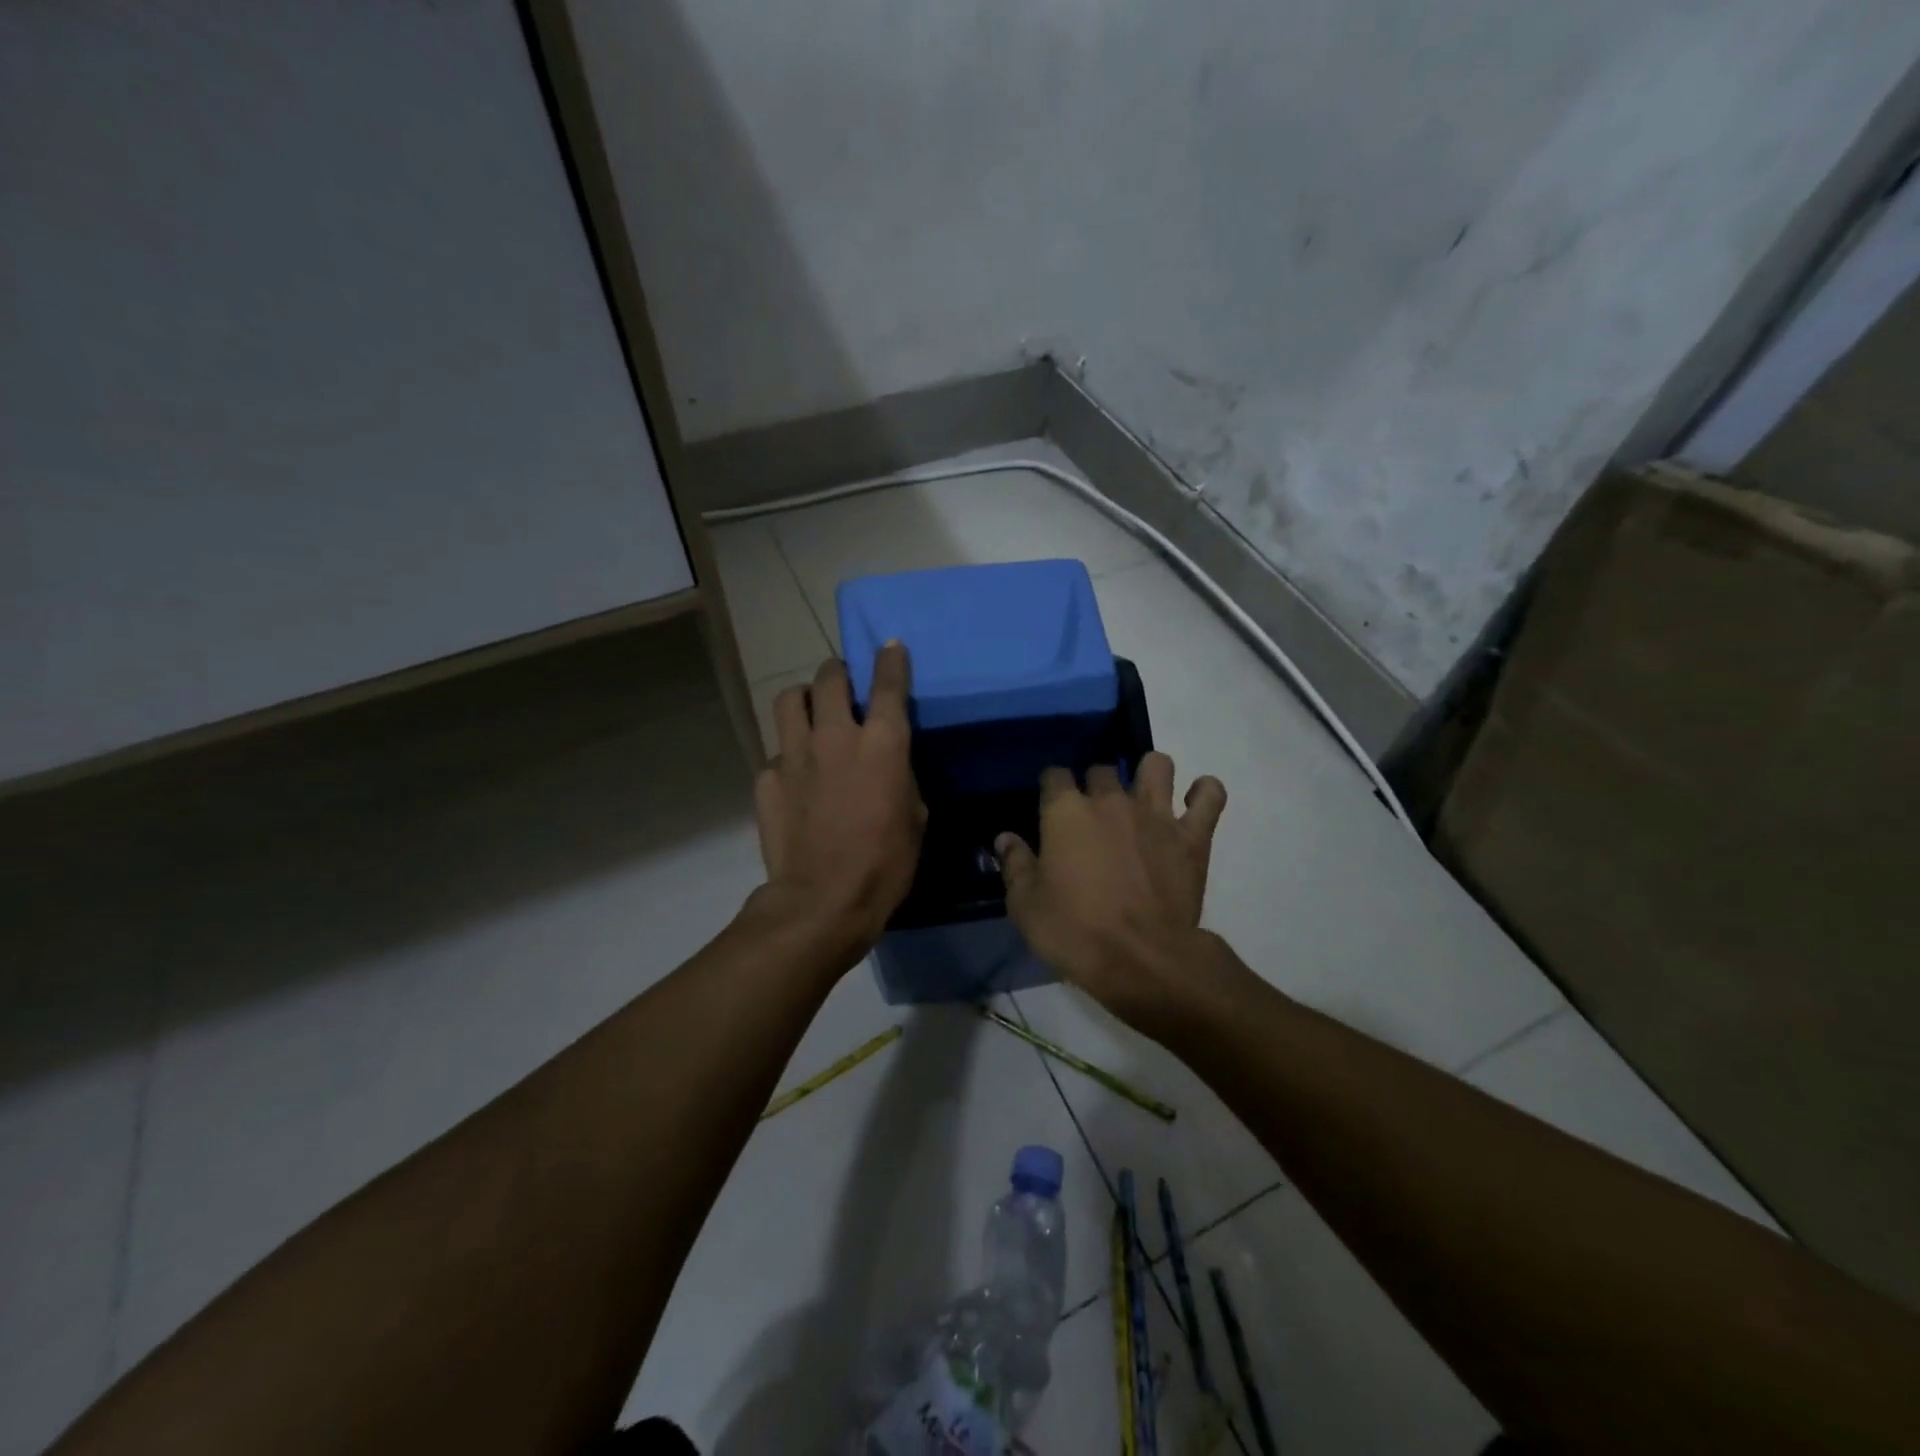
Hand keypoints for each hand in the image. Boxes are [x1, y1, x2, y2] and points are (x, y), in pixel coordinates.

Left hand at [750, 645, 924, 968]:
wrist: (822, 902)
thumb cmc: (885, 865)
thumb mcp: (915, 818)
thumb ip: (901, 777)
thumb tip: (888, 766)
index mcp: (881, 744)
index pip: (887, 684)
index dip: (890, 660)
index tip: (890, 646)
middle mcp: (834, 737)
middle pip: (829, 678)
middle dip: (838, 672)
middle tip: (843, 683)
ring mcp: (794, 755)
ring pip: (789, 700)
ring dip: (803, 699)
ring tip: (810, 713)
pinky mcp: (767, 779)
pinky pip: (777, 753)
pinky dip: (788, 756)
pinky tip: (797, 779)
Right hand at [997, 753, 1226, 1028]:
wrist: (1142, 961)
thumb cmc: (1075, 933)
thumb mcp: (1026, 906)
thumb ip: (1015, 865)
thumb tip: (1005, 838)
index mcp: (1066, 812)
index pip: (1054, 775)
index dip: (1051, 787)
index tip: (1050, 806)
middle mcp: (1111, 801)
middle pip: (1102, 769)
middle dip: (1095, 784)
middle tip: (1093, 815)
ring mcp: (1156, 814)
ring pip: (1157, 765)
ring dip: (1149, 773)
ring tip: (1143, 795)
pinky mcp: (1192, 836)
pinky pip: (1210, 796)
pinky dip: (1204, 792)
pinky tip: (1193, 801)